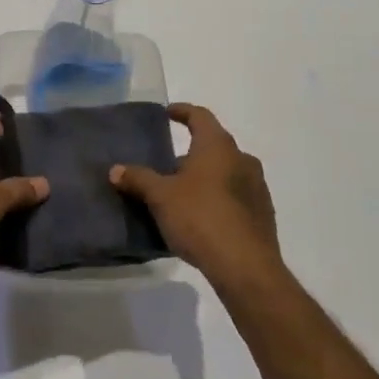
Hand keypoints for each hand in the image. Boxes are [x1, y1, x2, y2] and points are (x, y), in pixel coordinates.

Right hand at [111, 104, 281, 291]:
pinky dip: (218, 198)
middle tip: (167, 166)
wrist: (245, 267)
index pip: (200, 116)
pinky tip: (202, 218)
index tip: (168, 113)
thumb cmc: (200, 218)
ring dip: (205, 177)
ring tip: (182, 194)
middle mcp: (242, 159)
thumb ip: (138, 179)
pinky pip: (236, 196)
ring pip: (226, 172)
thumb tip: (115, 169)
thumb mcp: (161, 197)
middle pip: (213, 146)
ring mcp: (257, 187)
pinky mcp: (263, 214)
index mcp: (218, 146)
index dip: (182, 111)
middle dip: (191, 153)